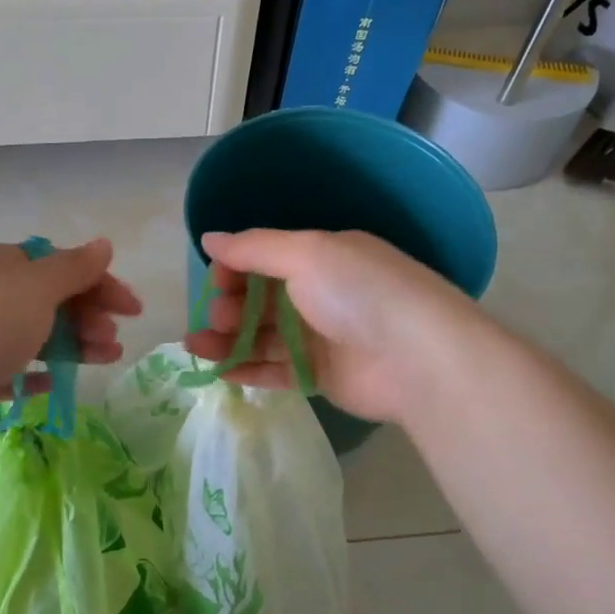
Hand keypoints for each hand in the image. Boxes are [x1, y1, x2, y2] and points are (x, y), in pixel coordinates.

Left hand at [0, 238, 140, 412]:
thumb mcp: (36, 290)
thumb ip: (74, 267)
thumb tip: (103, 243)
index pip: (57, 263)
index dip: (99, 283)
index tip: (132, 310)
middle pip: (45, 299)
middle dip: (87, 318)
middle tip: (113, 343)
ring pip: (28, 333)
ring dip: (70, 344)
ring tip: (100, 363)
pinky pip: (3, 366)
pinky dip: (31, 370)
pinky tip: (51, 382)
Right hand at [184, 229, 478, 423]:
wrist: (418, 358)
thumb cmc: (359, 292)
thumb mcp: (306, 253)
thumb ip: (253, 247)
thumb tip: (208, 238)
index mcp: (323, 258)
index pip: (267, 258)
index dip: (235, 267)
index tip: (215, 279)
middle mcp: (321, 294)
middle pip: (261, 299)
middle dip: (229, 305)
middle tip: (215, 316)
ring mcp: (322, 337)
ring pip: (262, 337)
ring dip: (227, 340)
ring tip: (196, 346)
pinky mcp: (322, 376)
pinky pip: (276, 371)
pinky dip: (247, 370)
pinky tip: (219, 372)